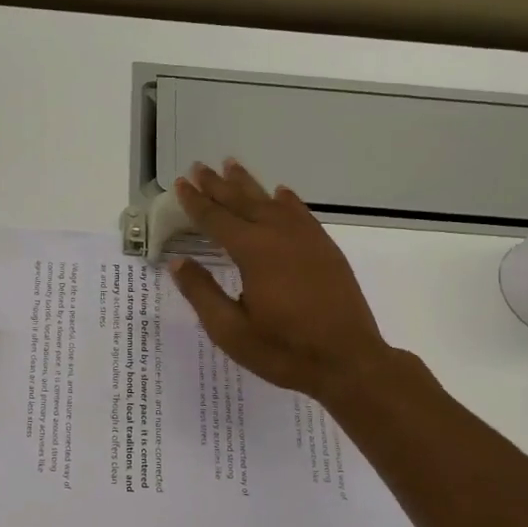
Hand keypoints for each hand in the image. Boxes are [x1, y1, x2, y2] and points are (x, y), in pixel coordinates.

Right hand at [168, 161, 404, 401]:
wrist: (349, 362)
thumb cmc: (284, 351)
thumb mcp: (231, 331)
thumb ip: (203, 293)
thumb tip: (178, 263)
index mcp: (253, 253)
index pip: (217, 220)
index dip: (196, 202)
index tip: (181, 183)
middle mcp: (280, 236)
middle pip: (243, 202)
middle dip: (218, 185)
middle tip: (199, 166)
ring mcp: (307, 240)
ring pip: (272, 202)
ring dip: (249, 184)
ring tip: (231, 164)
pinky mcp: (326, 251)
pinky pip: (302, 214)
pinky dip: (287, 201)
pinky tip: (280, 193)